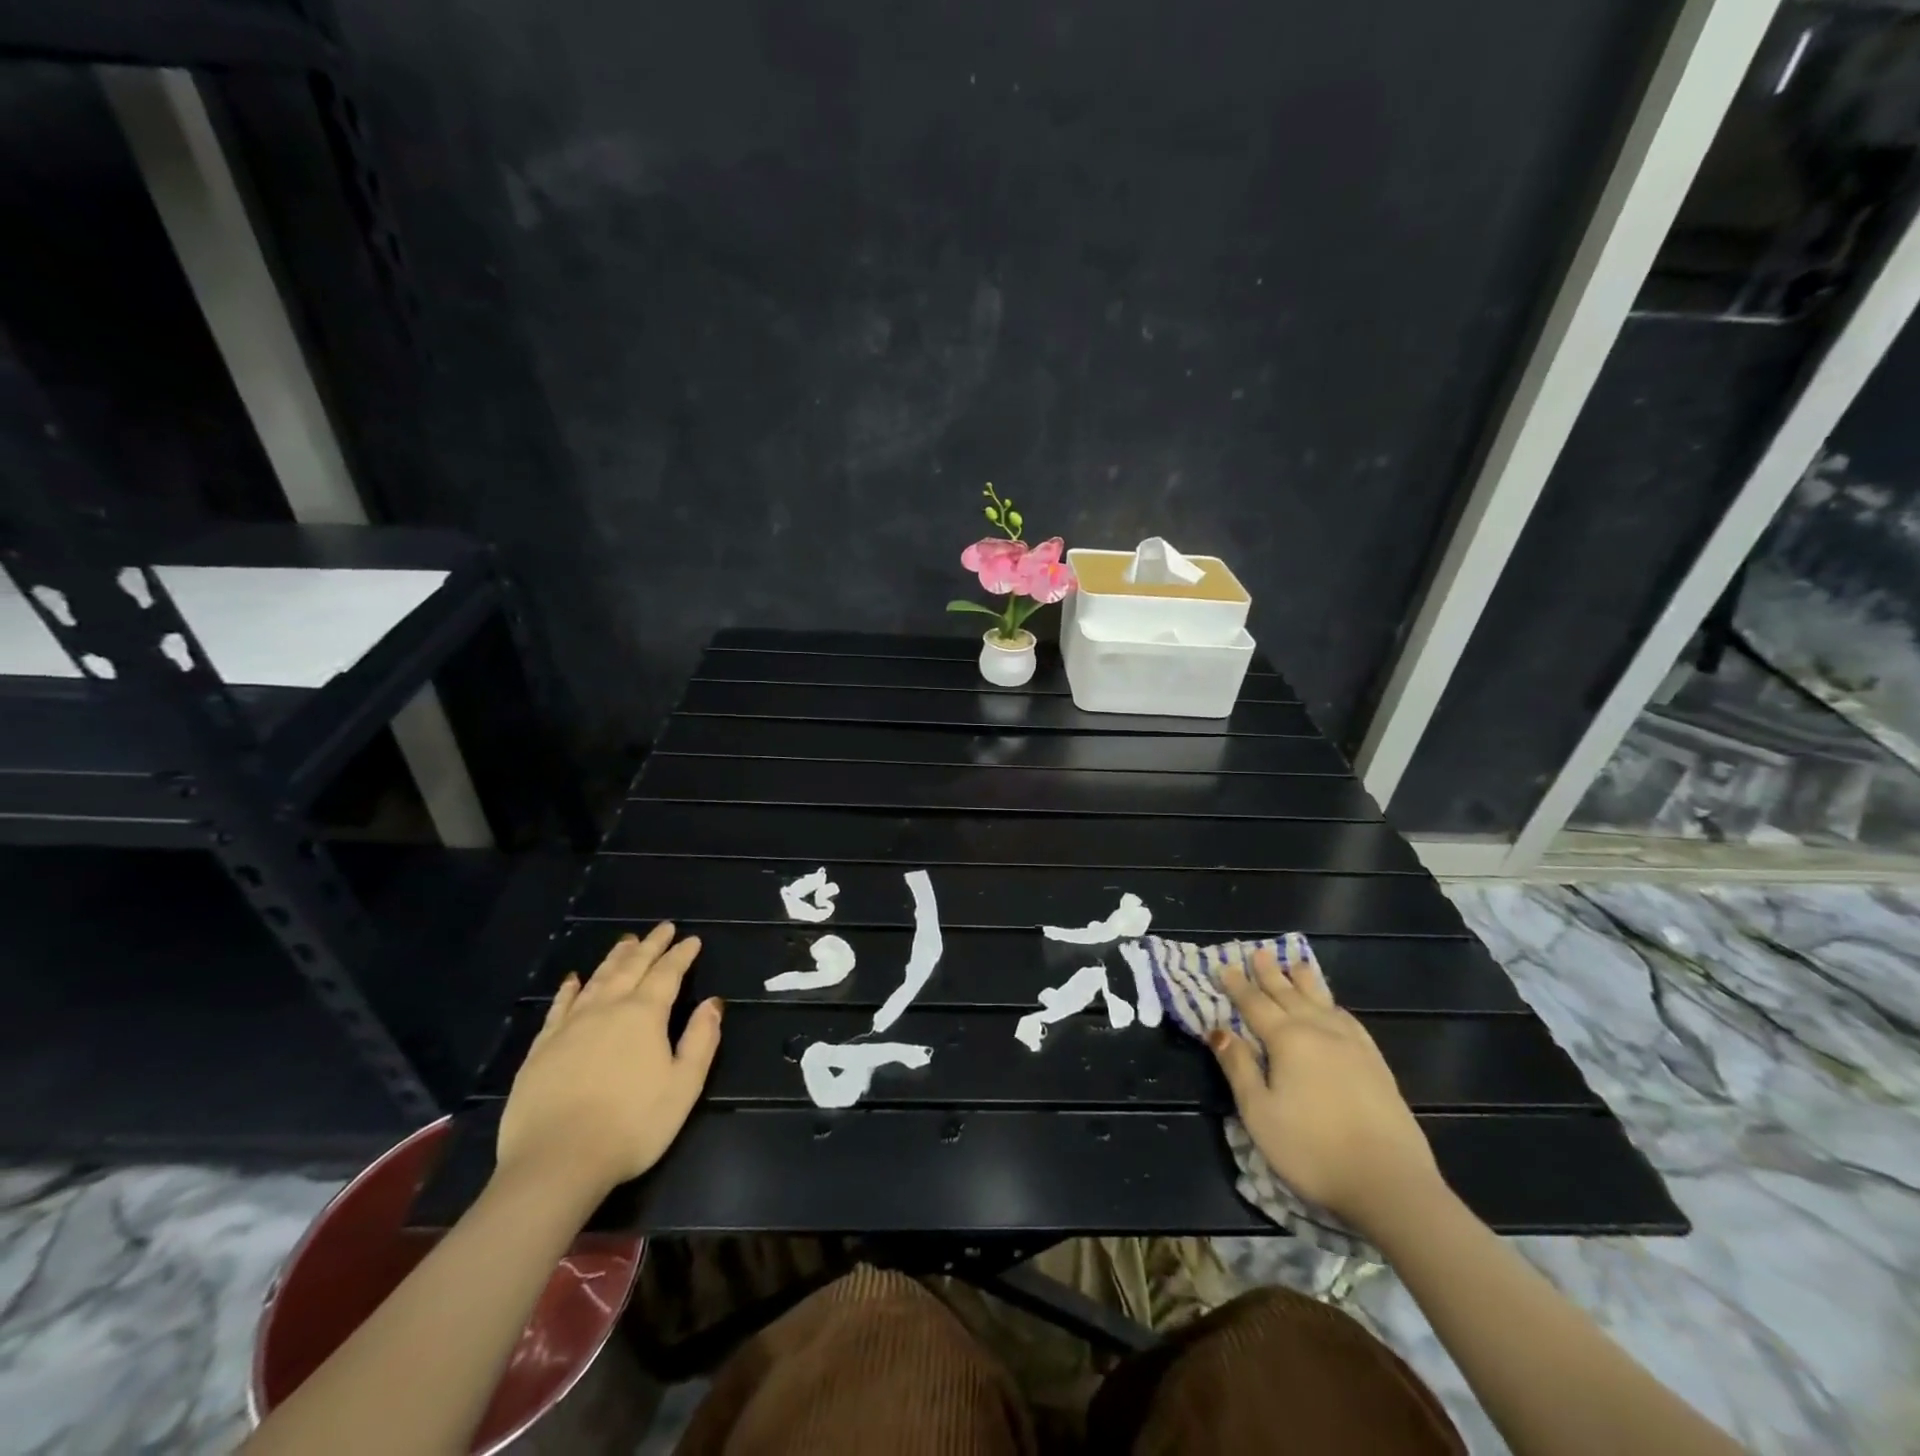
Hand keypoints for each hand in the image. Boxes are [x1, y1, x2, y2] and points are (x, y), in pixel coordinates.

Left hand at [495, 924, 722, 1200]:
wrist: (556, 1162)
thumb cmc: (632, 1125)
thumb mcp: (684, 1085)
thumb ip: (701, 1040)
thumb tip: (712, 1003)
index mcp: (644, 1015)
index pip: (667, 974)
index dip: (681, 955)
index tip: (692, 939)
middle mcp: (607, 1009)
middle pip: (631, 968)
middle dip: (650, 946)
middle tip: (662, 928)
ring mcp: (570, 1026)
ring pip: (597, 980)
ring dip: (614, 958)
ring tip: (626, 942)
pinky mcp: (542, 1048)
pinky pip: (559, 1007)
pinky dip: (569, 989)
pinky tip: (573, 980)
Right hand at [1209, 943, 1440, 1234]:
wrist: (1390, 1183)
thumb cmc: (1312, 1149)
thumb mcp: (1259, 1112)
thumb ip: (1238, 1067)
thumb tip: (1217, 1029)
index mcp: (1288, 1040)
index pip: (1255, 1005)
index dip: (1238, 986)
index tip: (1225, 966)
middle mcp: (1320, 1032)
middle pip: (1290, 995)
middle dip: (1271, 974)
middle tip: (1259, 952)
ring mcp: (1353, 1047)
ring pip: (1323, 1002)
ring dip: (1306, 982)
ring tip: (1297, 964)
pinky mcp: (1377, 1066)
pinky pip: (1350, 1022)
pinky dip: (1336, 1007)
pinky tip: (1335, 1009)